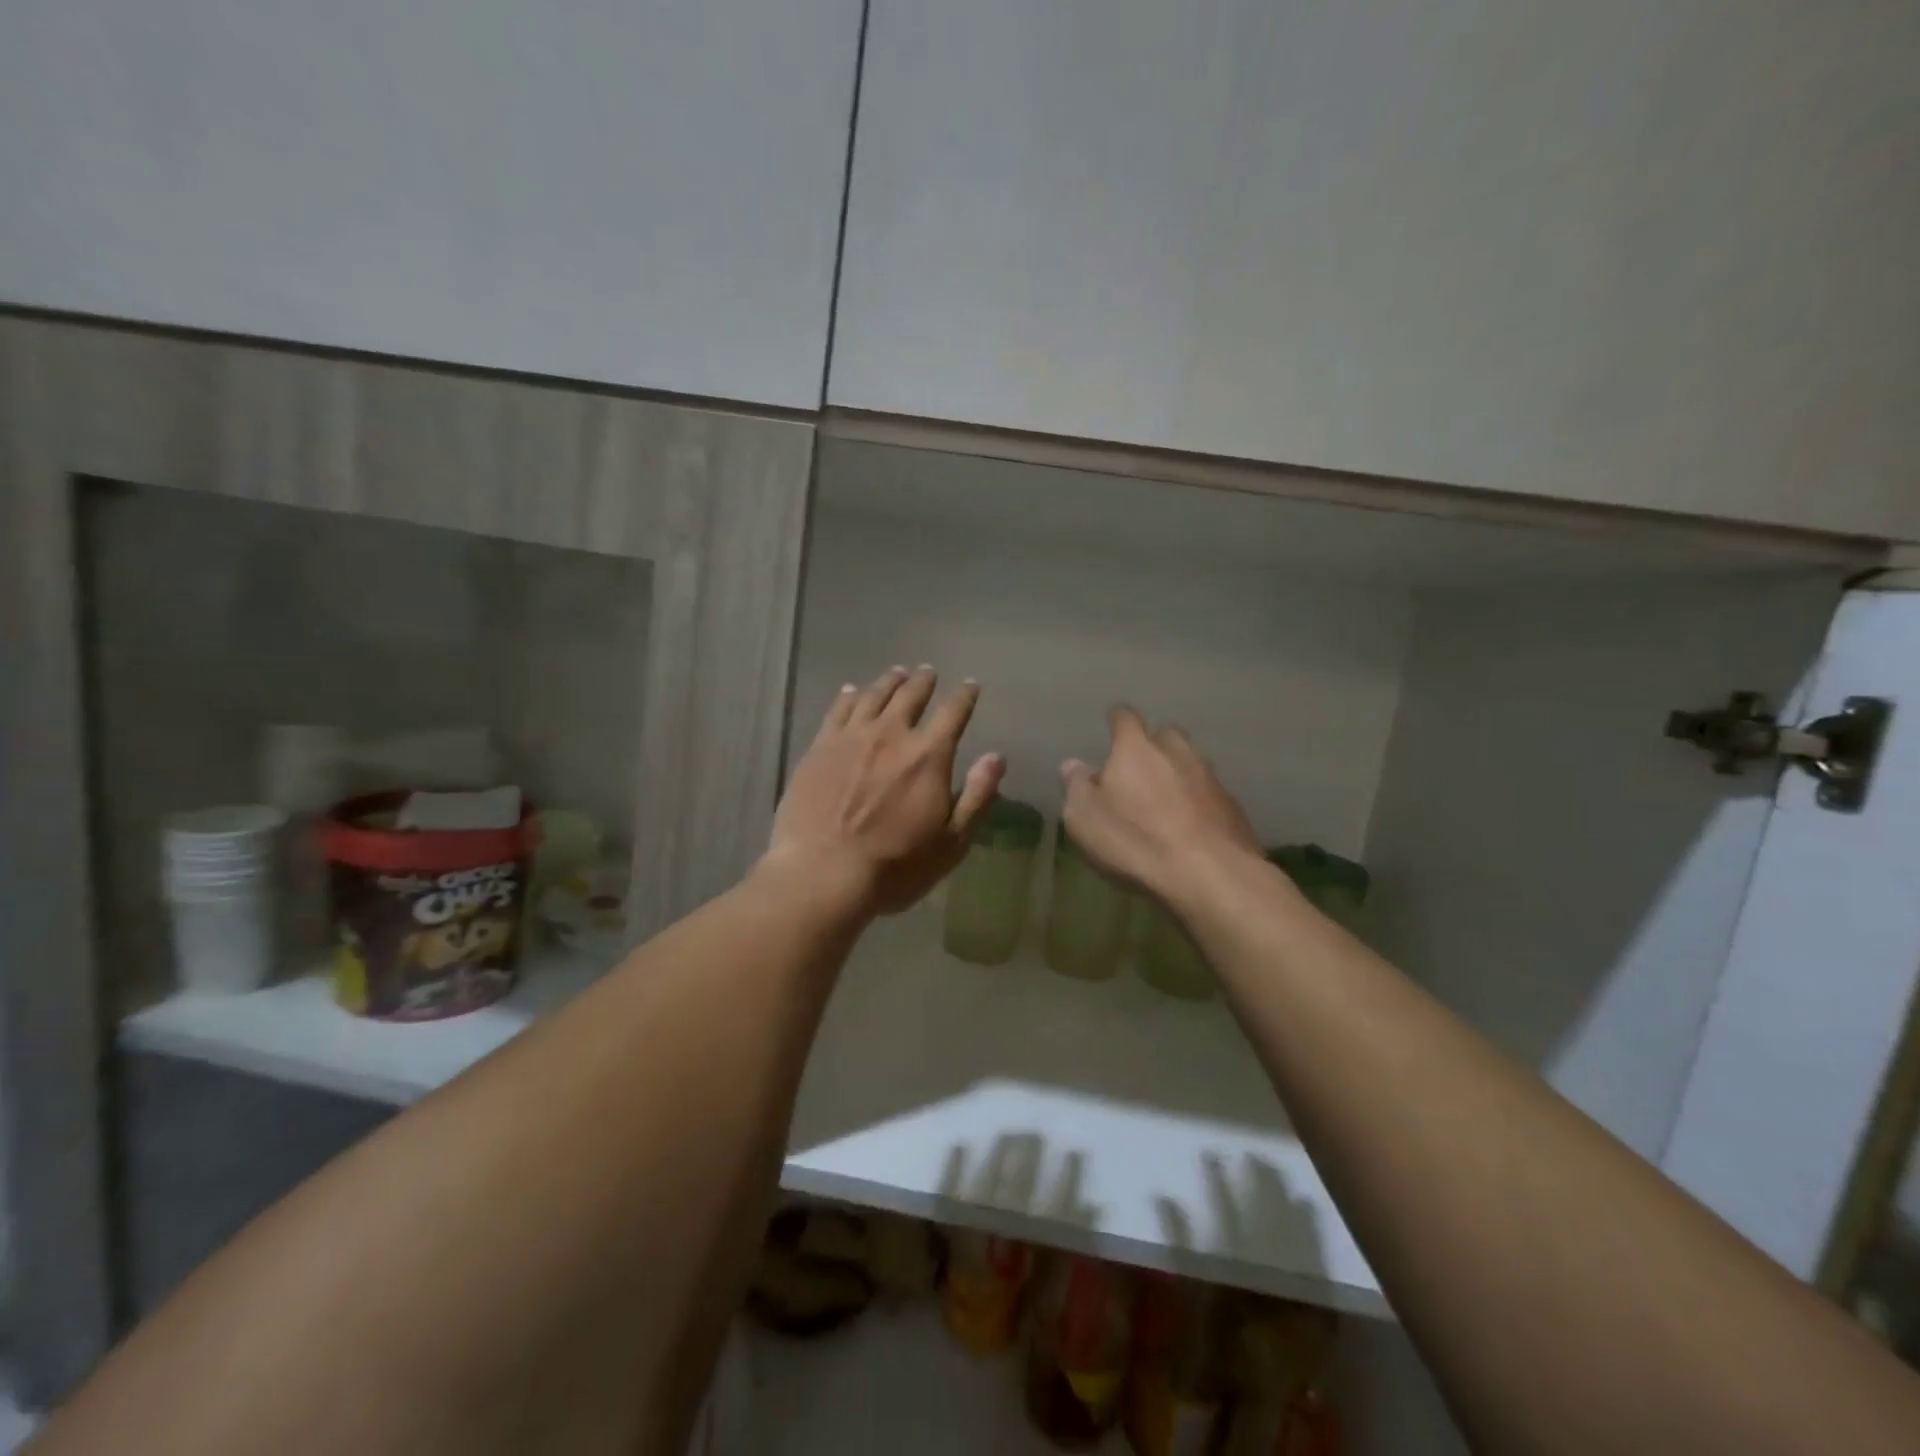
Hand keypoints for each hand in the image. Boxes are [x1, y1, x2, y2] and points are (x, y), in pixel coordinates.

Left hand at [767, 666, 1004, 916]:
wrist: (823, 873)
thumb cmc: (895, 866)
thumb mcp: (951, 842)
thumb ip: (976, 796)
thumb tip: (997, 757)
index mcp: (928, 756)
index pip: (953, 713)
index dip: (965, 696)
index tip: (970, 685)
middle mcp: (891, 735)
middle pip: (910, 696)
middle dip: (923, 682)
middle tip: (927, 672)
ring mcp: (851, 737)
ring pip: (873, 696)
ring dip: (889, 682)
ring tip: (896, 674)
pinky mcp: (819, 747)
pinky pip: (838, 709)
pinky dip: (849, 695)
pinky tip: (851, 691)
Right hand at [1060, 706, 1264, 911]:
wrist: (1210, 875)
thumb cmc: (1135, 841)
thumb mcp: (1085, 818)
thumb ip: (1077, 787)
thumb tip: (1073, 765)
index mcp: (1136, 748)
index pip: (1125, 717)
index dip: (1116, 720)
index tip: (1110, 725)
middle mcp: (1177, 751)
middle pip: (1165, 734)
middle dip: (1152, 744)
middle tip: (1138, 766)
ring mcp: (1210, 777)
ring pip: (1192, 761)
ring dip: (1178, 772)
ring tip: (1165, 796)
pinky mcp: (1233, 806)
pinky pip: (1210, 793)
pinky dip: (1198, 800)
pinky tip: (1190, 823)